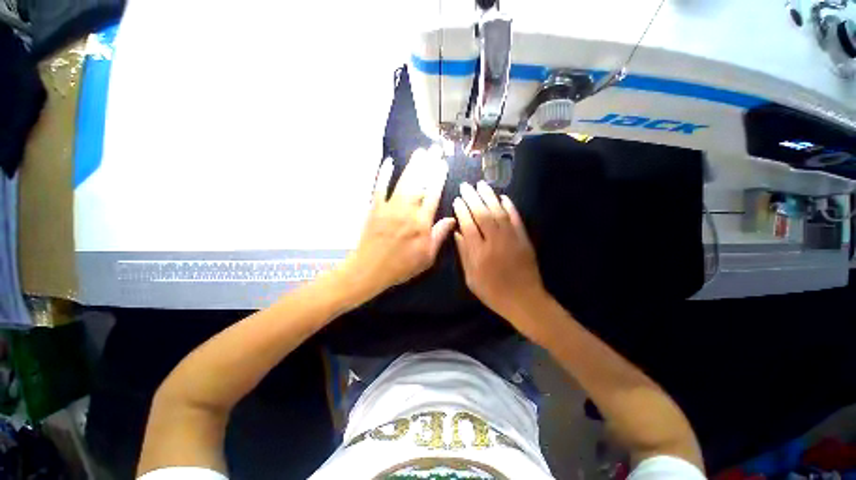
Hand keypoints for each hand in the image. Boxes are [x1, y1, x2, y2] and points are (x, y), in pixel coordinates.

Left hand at [339, 147, 455, 300]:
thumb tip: (452, 218)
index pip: (433, 195)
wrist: (370, 269)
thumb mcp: (427, 257)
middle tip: (434, 149)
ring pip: (403, 182)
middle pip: (420, 184)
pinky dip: (384, 174)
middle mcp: (407, 211)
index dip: (439, 179)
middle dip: (428, 165)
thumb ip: (439, 235)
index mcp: (421, 223)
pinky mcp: (375, 208)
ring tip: (420, 152)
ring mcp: (390, 207)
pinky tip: (388, 162)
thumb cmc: (402, 266)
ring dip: (412, 166)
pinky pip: (379, 188)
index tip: (443, 165)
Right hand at [453, 181, 547, 336]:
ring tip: (481, 184)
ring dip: (489, 197)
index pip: (468, 225)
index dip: (462, 210)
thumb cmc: (493, 292)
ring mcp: (511, 238)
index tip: (457, 200)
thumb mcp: (471, 278)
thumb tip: (457, 233)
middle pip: (482, 214)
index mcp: (479, 253)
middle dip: (472, 198)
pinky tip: (503, 197)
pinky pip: (516, 219)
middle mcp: (495, 242)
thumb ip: (464, 254)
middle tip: (466, 186)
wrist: (524, 300)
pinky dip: (510, 206)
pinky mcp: (524, 239)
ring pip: (499, 212)